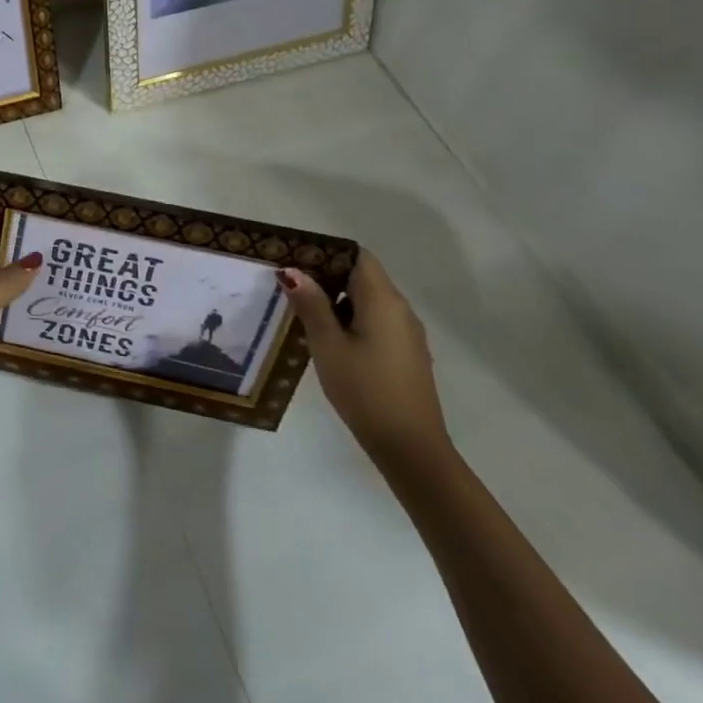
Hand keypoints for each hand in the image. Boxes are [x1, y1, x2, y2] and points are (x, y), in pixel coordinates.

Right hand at [278, 251, 452, 472]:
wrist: (411, 450)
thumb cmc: (365, 390)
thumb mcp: (327, 344)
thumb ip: (311, 304)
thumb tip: (292, 270)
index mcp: (383, 300)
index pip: (358, 256)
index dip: (327, 252)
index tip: (297, 259)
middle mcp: (400, 310)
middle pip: (362, 276)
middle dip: (327, 275)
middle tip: (290, 283)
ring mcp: (407, 334)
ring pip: (368, 300)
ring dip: (338, 299)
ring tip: (303, 309)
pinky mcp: (406, 354)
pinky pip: (376, 321)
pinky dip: (352, 319)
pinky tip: (328, 337)